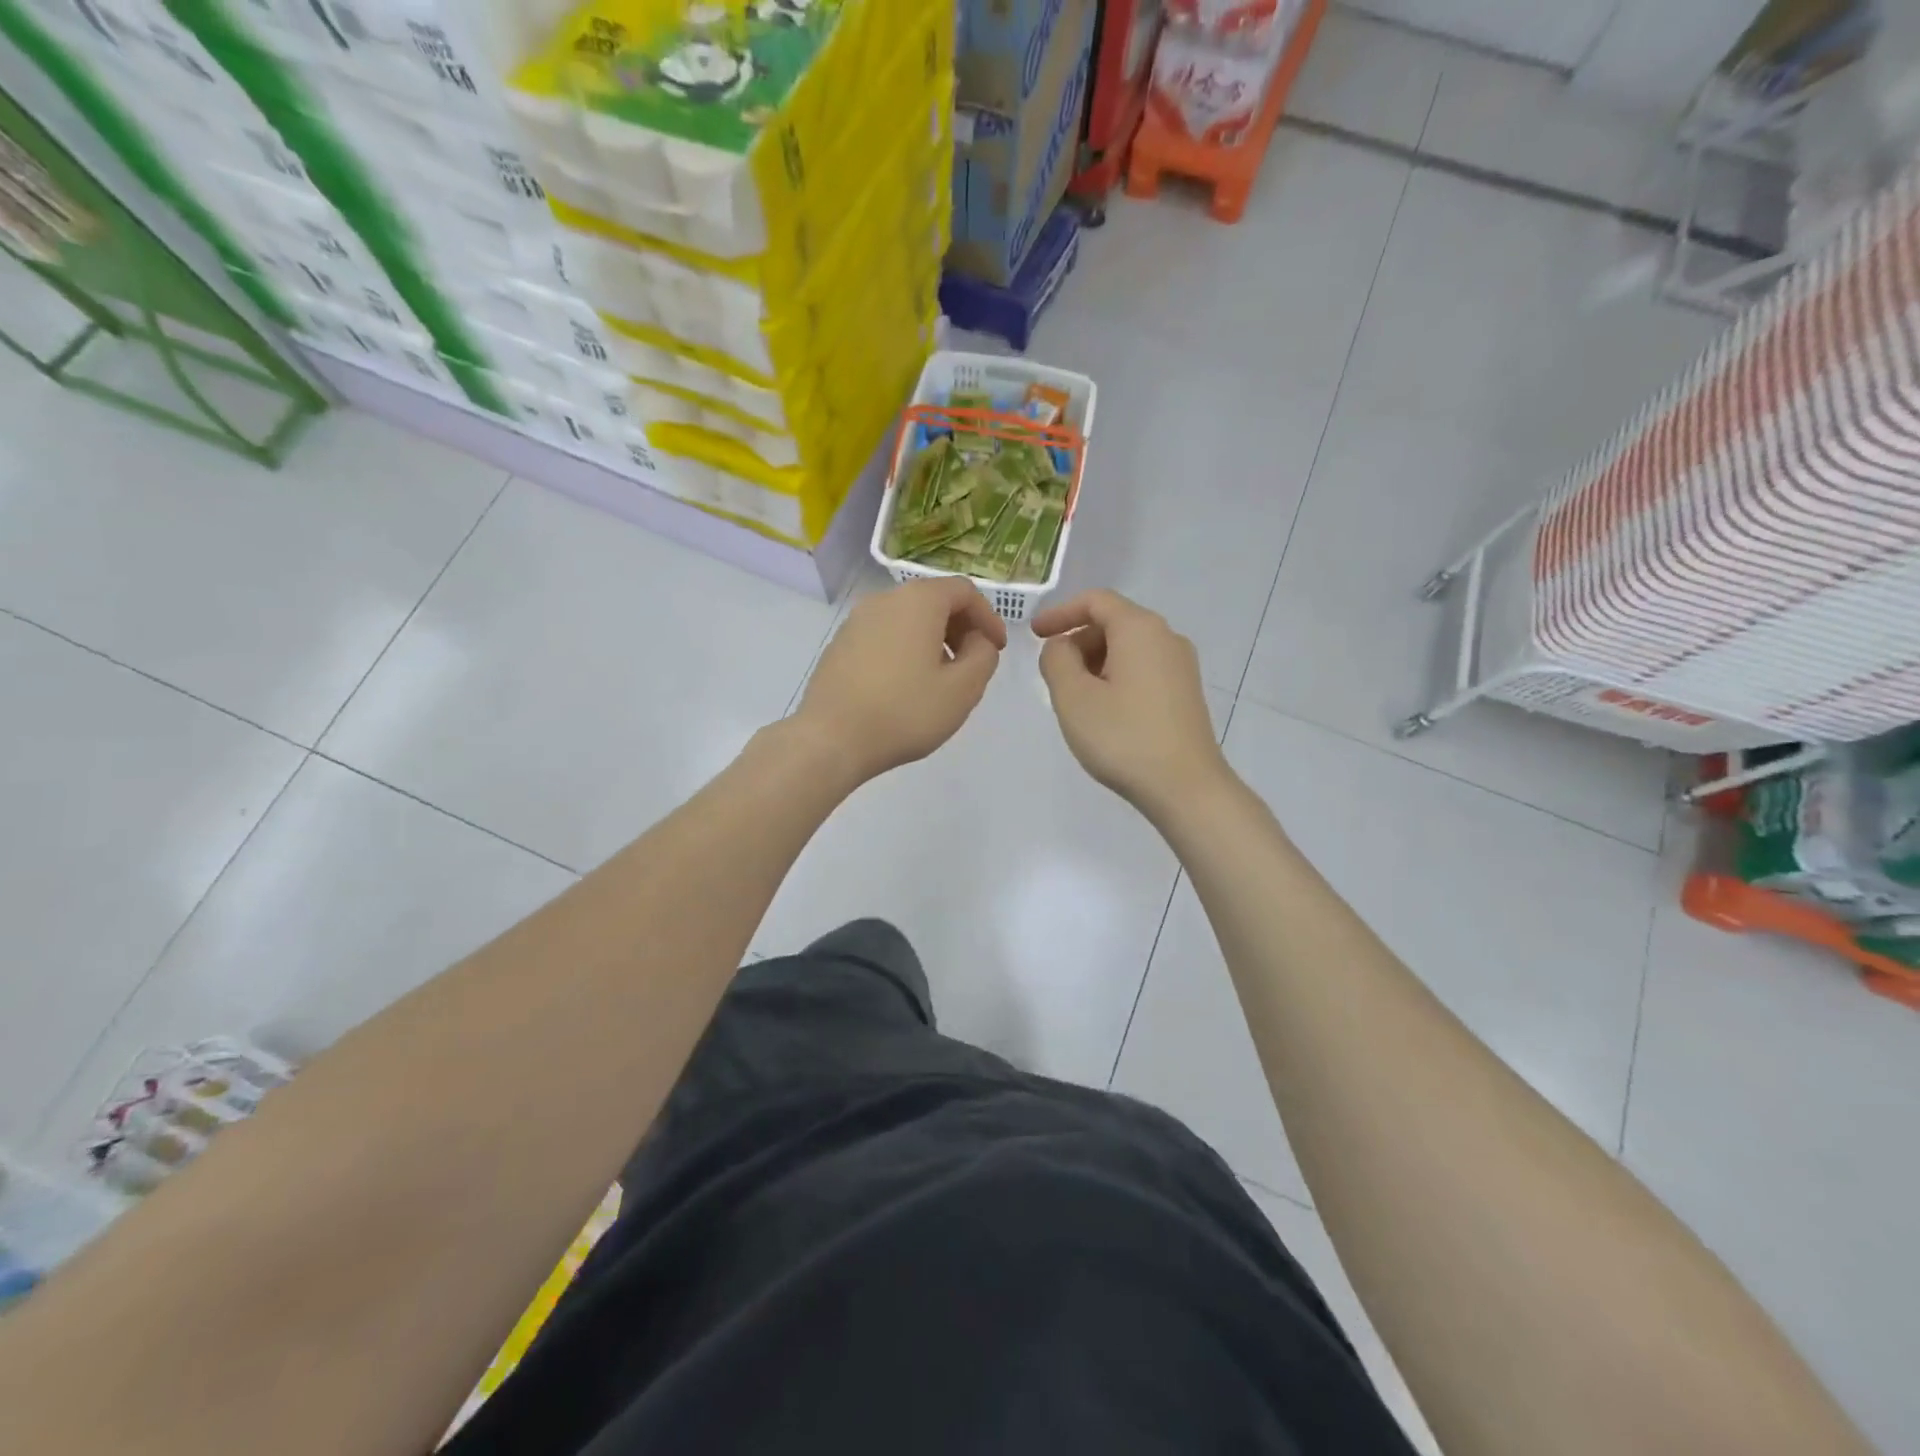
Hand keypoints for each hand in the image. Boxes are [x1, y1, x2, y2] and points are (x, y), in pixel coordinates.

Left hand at [793, 577, 1007, 785]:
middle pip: (933, 600)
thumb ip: (983, 656)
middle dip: (960, 627)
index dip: (988, 617)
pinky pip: (884, 636)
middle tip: (972, 663)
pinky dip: (905, 649)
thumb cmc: (904, 711)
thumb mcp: (962, 689)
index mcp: (918, 601)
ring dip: (933, 640)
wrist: (831, 738)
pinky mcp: (840, 644)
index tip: (997, 649)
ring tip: (941, 678)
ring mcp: (856, 621)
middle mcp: (885, 599)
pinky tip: (906, 686)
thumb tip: (977, 640)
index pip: (964, 591)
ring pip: (907, 619)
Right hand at [1033, 590, 1230, 819]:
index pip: (1096, 601)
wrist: (1186, 787)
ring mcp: (1181, 666)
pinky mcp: (1185, 693)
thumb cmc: (1123, 737)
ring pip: (1128, 649)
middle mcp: (1166, 638)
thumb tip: (1061, 647)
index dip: (1060, 612)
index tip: (1034, 634)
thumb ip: (1057, 660)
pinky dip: (1116, 677)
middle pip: (1113, 623)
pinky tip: (1103, 712)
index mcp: (1140, 629)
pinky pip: (1143, 670)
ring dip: (1095, 663)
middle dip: (1077, 642)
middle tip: (1052, 676)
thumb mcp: (1073, 697)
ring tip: (1075, 699)